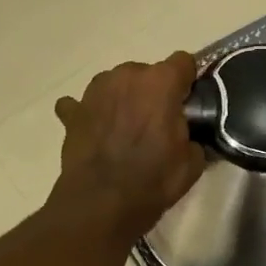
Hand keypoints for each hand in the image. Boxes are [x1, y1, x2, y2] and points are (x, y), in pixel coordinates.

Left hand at [53, 52, 206, 239]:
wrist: (102, 203)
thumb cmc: (153, 179)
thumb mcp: (192, 161)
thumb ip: (193, 136)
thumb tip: (188, 136)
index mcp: (161, 82)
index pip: (184, 62)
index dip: (188, 82)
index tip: (188, 103)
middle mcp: (126, 76)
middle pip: (147, 73)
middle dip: (153, 92)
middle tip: (157, 123)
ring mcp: (94, 91)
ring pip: (116, 84)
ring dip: (123, 99)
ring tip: (125, 129)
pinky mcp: (72, 112)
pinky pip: (81, 104)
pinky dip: (90, 114)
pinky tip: (95, 131)